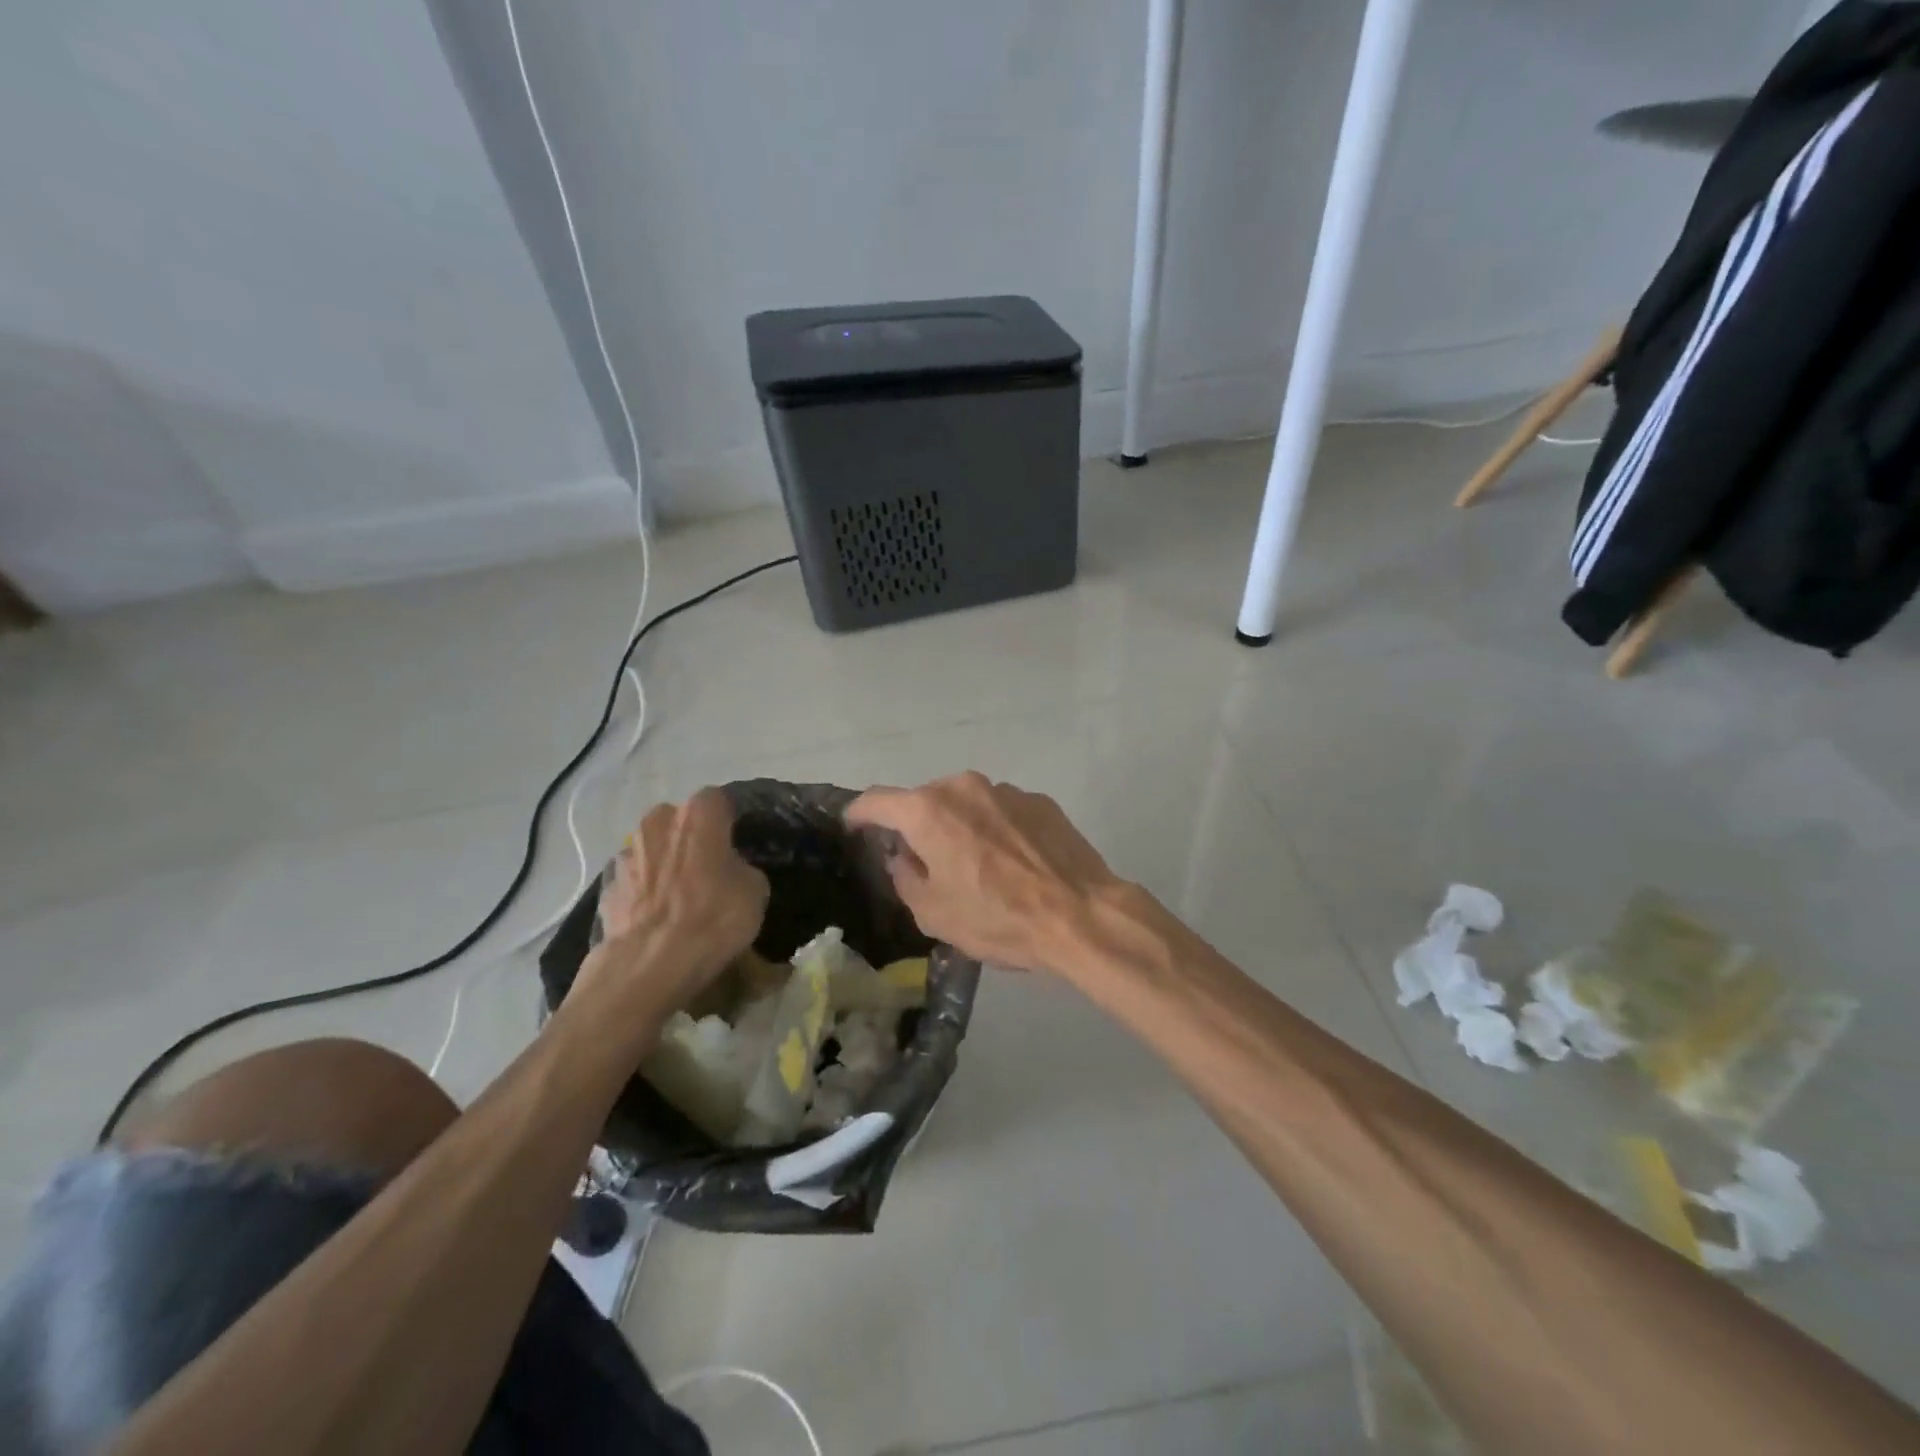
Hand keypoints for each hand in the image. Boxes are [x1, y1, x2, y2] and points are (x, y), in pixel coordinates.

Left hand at [577, 788, 769, 1016]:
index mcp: (697, 815)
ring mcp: (626, 855)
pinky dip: (643, 894)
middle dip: (691, 839)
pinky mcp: (606, 888)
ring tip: (679, 899)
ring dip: (664, 865)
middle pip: (678, 821)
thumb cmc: (712, 918)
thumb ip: (742, 867)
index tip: (738, 842)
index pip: (718, 800)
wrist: (648, 966)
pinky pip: (633, 882)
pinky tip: (656, 920)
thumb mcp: (755, 891)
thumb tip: (731, 870)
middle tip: (708, 869)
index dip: (729, 820)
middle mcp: (657, 823)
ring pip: (652, 850)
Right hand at [846, 772, 1125, 974]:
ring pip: (965, 804)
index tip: (853, 828)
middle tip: (924, 862)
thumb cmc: (998, 918)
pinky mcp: (1040, 801)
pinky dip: (995, 830)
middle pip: (924, 801)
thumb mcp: (935, 914)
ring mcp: (1006, 790)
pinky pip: (1001, 811)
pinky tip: (1013, 864)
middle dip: (916, 827)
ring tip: (976, 866)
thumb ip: (905, 878)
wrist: (1081, 915)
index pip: (876, 801)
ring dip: (959, 827)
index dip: (858, 814)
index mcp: (928, 811)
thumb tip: (903, 858)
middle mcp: (964, 787)